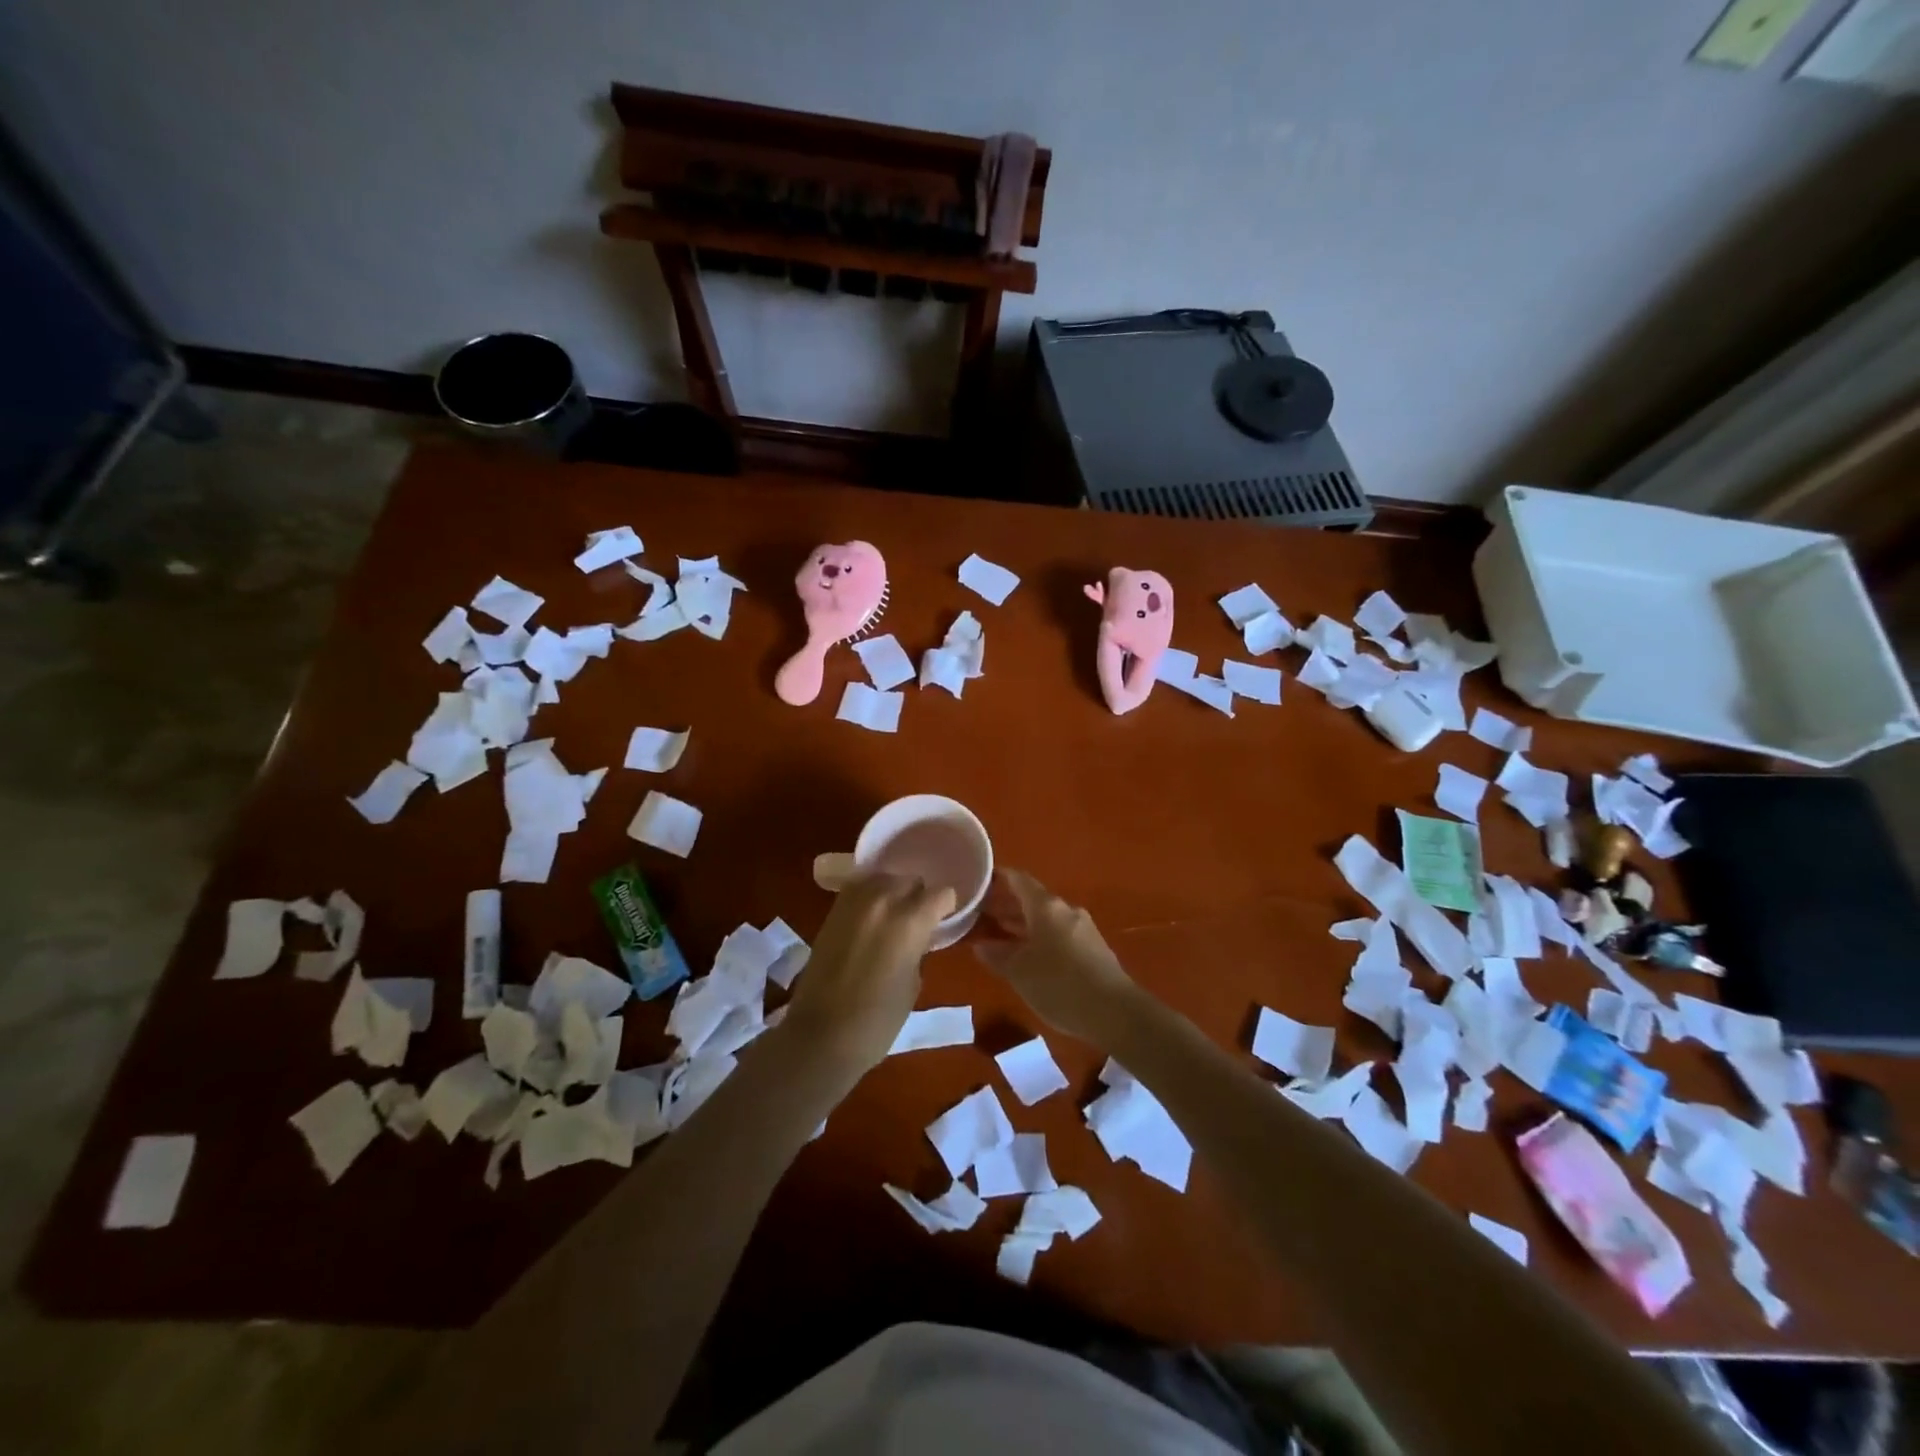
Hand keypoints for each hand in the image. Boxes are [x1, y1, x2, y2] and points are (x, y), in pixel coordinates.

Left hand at [780, 872, 955, 1078]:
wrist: (821, 1034)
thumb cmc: (878, 1020)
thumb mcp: (913, 983)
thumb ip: (918, 948)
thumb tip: (915, 937)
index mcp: (910, 920)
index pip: (941, 894)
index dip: (946, 908)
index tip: (943, 922)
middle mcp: (883, 900)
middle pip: (910, 880)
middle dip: (918, 896)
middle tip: (917, 922)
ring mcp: (853, 902)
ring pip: (883, 879)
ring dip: (892, 893)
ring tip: (892, 918)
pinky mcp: (832, 911)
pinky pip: (859, 890)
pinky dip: (869, 899)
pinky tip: (871, 920)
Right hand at [974, 869, 1137, 1042]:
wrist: (1114, 1012)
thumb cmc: (1059, 985)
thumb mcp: (1019, 972)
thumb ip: (997, 956)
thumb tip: (981, 945)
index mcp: (1046, 907)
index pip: (1019, 880)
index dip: (999, 879)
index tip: (981, 882)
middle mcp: (1065, 910)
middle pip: (1032, 899)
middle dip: (1008, 905)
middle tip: (983, 913)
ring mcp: (1082, 928)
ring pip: (1046, 918)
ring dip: (1023, 924)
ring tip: (1000, 934)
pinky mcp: (1092, 948)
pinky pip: (1059, 933)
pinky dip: (1040, 937)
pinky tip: (1029, 955)